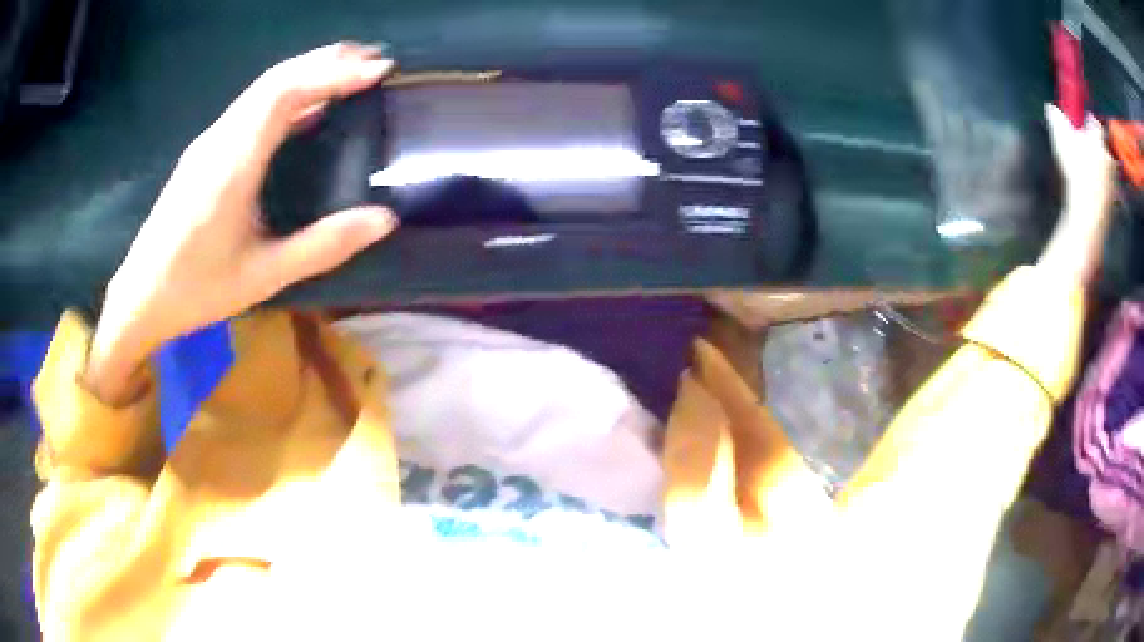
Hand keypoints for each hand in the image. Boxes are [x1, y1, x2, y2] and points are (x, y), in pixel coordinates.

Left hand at [86, 43, 397, 403]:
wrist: (139, 297)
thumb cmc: (196, 290)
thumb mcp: (263, 276)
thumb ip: (323, 245)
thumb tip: (384, 219)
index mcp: (232, 163)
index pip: (285, 93)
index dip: (333, 74)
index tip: (378, 70)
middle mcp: (219, 139)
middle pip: (275, 79)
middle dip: (326, 60)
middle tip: (373, 60)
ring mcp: (208, 142)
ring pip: (262, 88)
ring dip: (307, 71)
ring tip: (348, 72)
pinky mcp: (204, 151)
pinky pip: (251, 106)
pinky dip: (286, 92)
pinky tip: (305, 106)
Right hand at [1037, 104, 1116, 284]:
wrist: (1088, 212)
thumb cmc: (1076, 170)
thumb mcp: (1061, 139)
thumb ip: (1056, 120)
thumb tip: (1050, 107)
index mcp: (1098, 139)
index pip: (1095, 123)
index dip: (1089, 121)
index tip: (1083, 125)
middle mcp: (1109, 157)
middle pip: (1103, 147)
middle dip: (1097, 147)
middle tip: (1086, 150)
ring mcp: (1113, 181)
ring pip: (1107, 169)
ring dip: (1100, 168)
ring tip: (1089, 172)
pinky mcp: (1113, 201)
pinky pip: (1108, 188)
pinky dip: (1102, 187)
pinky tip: (1092, 190)